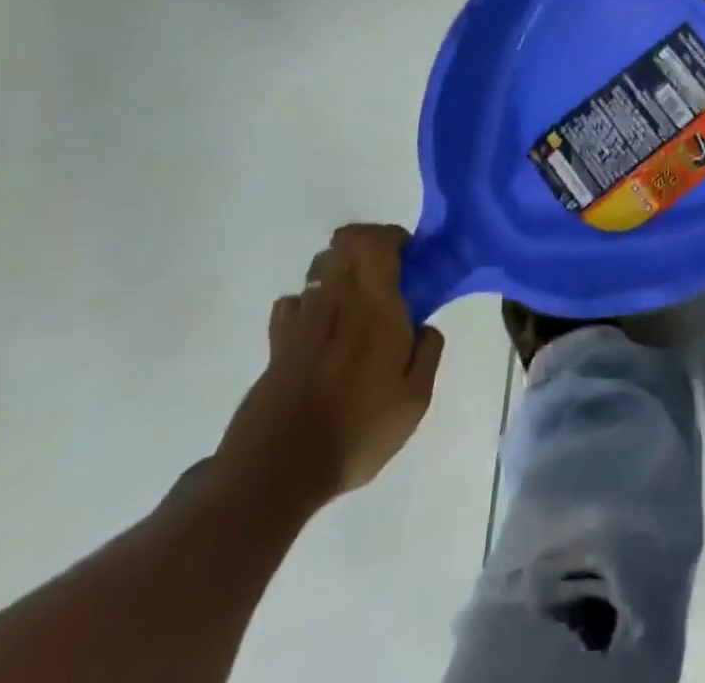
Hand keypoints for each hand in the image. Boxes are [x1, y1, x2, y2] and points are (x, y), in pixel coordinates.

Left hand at [215, 224, 444, 509]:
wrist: (277, 469)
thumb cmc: (356, 430)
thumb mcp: (413, 400)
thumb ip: (428, 353)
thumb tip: (426, 325)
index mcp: (377, 305)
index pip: (378, 241)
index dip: (394, 236)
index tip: (410, 257)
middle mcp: (339, 299)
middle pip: (346, 242)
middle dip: (367, 243)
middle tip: (386, 269)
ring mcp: (303, 318)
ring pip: (320, 266)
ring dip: (339, 269)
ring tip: (354, 298)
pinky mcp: (277, 342)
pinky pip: (293, 301)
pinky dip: (308, 302)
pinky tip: (319, 328)